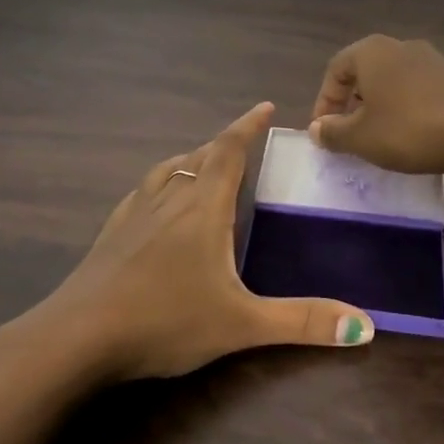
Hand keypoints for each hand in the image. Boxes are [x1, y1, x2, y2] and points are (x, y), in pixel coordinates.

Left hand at [31, 102, 373, 382]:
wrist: (76, 338)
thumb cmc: (164, 320)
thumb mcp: (240, 324)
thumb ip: (302, 322)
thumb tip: (367, 328)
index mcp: (202, 207)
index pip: (229, 151)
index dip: (248, 126)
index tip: (265, 106)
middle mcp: (168, 199)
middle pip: (199, 157)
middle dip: (224, 145)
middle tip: (245, 144)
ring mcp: (133, 214)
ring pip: (167, 171)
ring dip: (191, 160)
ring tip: (204, 165)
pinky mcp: (110, 234)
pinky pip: (143, 193)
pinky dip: (161, 185)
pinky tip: (157, 205)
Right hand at [308, 34, 443, 175]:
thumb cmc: (412, 130)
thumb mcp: (362, 137)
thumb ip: (333, 132)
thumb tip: (317, 128)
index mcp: (372, 52)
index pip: (334, 70)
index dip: (323, 103)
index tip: (324, 133)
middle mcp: (399, 47)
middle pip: (363, 74)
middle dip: (350, 106)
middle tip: (347, 137)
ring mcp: (431, 60)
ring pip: (391, 84)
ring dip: (378, 110)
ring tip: (378, 141)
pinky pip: (416, 92)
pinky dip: (404, 112)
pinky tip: (410, 138)